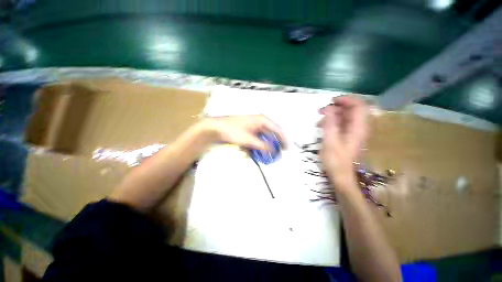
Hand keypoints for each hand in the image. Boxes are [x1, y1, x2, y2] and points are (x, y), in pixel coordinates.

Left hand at [202, 115, 286, 150]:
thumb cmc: (233, 130)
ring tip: (266, 156)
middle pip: (271, 135)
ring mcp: (253, 128)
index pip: (278, 130)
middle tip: (276, 155)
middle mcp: (259, 122)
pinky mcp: (248, 133)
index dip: (283, 140)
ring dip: (265, 148)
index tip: (286, 149)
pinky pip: (257, 140)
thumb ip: (263, 146)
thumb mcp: (250, 139)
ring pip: (264, 139)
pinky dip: (257, 147)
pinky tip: (256, 153)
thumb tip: (273, 151)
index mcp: (262, 120)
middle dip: (274, 145)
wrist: (216, 128)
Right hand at [318, 96, 367, 186]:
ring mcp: (354, 132)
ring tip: (318, 120)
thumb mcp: (330, 140)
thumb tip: (328, 108)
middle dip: (336, 107)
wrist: (341, 175)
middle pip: (352, 109)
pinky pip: (342, 123)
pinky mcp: (348, 136)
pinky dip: (332, 122)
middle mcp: (359, 128)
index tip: (331, 101)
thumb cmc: (335, 159)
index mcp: (358, 128)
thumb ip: (330, 123)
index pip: (359, 105)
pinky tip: (322, 126)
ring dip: (332, 115)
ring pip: (346, 116)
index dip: (346, 100)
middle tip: (321, 110)